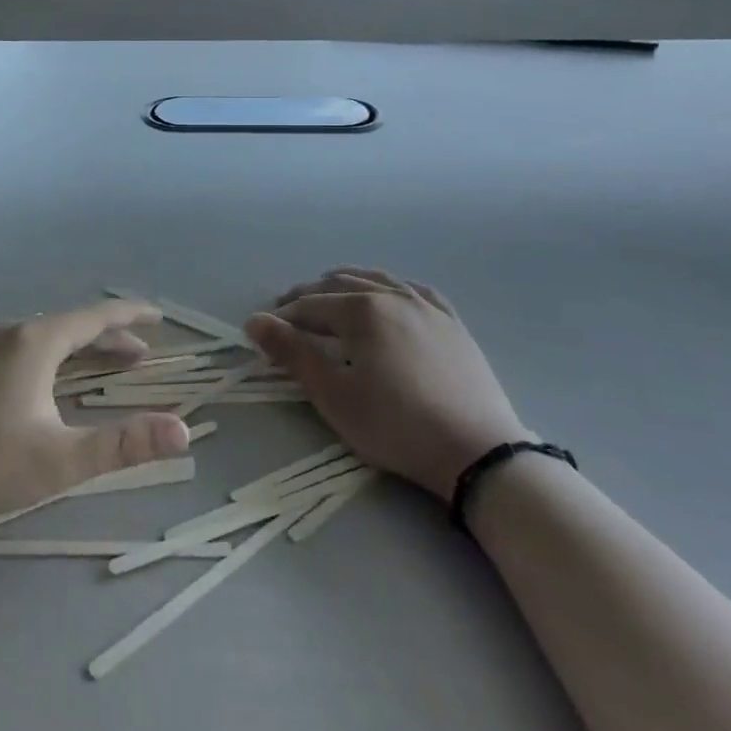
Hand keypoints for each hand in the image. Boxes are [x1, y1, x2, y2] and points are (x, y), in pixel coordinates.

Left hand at [0, 299, 191, 531]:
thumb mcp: (61, 459)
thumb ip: (124, 444)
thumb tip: (183, 430)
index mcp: (35, 341)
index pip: (95, 317)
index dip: (130, 317)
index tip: (158, 316)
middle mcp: (9, 331)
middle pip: (70, 325)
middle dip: (108, 339)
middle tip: (140, 356)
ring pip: (43, 335)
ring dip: (78, 348)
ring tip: (102, 366)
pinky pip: (20, 346)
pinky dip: (49, 354)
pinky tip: (47, 379)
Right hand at [245, 268, 526, 502]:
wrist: (476, 451)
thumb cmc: (395, 425)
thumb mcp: (333, 394)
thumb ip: (292, 353)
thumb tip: (255, 321)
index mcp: (361, 310)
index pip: (310, 306)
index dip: (282, 317)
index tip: (262, 332)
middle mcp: (392, 296)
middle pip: (340, 285)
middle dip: (309, 295)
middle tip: (287, 310)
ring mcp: (427, 307)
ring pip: (377, 280)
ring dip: (346, 283)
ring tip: (328, 292)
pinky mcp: (452, 323)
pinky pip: (414, 290)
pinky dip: (389, 287)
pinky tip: (387, 294)